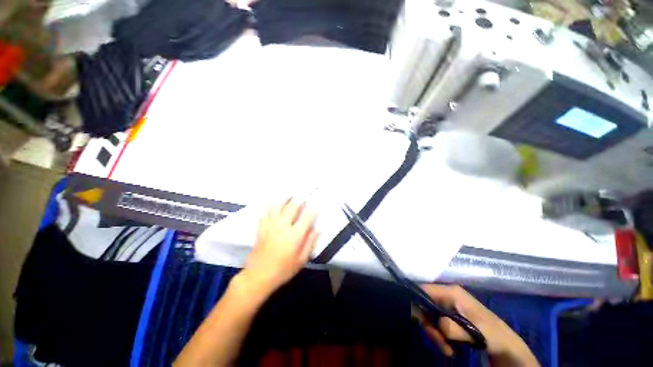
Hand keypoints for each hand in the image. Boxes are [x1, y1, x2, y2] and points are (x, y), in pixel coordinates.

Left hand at [241, 199, 318, 295]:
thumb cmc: (283, 270)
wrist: (258, 276)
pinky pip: (266, 211)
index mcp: (294, 236)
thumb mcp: (301, 260)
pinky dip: (272, 205)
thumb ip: (310, 242)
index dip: (313, 208)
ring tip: (290, 194)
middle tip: (304, 195)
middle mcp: (282, 227)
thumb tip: (318, 229)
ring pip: (277, 205)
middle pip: (292, 207)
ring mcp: (270, 225)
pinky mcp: (262, 227)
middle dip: (299, 199)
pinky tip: (275, 203)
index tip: (317, 202)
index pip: (307, 217)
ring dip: (285, 198)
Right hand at [420, 285, 539, 366]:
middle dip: (428, 324)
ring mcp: (449, 304)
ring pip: (429, 314)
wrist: (507, 345)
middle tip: (439, 342)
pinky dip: (439, 335)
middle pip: (425, 303)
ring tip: (447, 349)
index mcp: (451, 292)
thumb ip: (454, 327)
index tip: (419, 322)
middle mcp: (448, 294)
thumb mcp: (474, 332)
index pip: (423, 289)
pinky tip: (449, 347)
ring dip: (435, 333)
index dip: (417, 303)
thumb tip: (438, 324)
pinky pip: (436, 322)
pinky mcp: (450, 314)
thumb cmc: (492, 335)